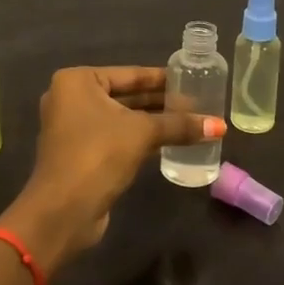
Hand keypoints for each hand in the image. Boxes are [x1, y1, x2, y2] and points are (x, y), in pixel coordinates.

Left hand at [0, 66, 224, 275]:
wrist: (63, 211)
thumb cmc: (98, 154)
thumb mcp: (142, 133)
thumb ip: (179, 125)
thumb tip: (220, 126)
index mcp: (77, 81)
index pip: (129, 73)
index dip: (162, 79)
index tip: (191, 79)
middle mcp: (71, 98)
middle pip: (125, 95)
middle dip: (159, 101)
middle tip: (196, 103)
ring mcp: (73, 128)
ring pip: (122, 118)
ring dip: (152, 122)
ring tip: (190, 121)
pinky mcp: (81, 153)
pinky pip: (116, 137)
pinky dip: (140, 138)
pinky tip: (170, 141)